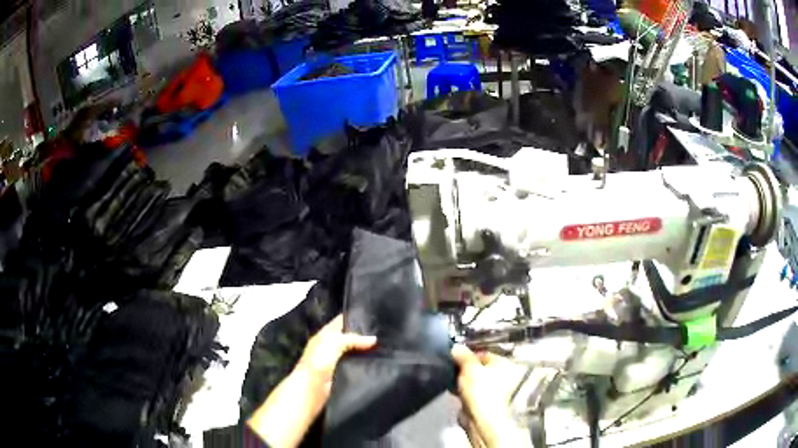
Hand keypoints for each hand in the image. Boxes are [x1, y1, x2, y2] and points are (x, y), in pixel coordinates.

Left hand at [248, 314, 375, 447]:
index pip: (342, 321)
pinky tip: (381, 364)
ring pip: (356, 353)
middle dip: (366, 336)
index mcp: (325, 335)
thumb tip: (374, 339)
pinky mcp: (343, 376)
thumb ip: (352, 339)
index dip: (357, 318)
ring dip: (368, 352)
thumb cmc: (318, 363)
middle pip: (351, 337)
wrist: (311, 392)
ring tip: (388, 349)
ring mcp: (337, 362)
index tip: (378, 317)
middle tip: (387, 334)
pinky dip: (367, 365)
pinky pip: (358, 367)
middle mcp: (331, 346)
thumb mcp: (333, 343)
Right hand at [451, 344, 531, 447]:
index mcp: (503, 363)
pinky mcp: (482, 402)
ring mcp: (492, 390)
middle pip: (478, 367)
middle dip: (463, 368)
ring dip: (460, 380)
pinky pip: (469, 392)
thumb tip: (456, 346)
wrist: (482, 420)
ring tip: (449, 379)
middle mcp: (501, 375)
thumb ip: (462, 356)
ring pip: (472, 380)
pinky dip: (461, 391)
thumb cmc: (481, 390)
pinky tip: (452, 390)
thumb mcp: (469, 368)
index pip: (483, 353)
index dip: (468, 354)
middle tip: (450, 367)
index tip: (454, 355)